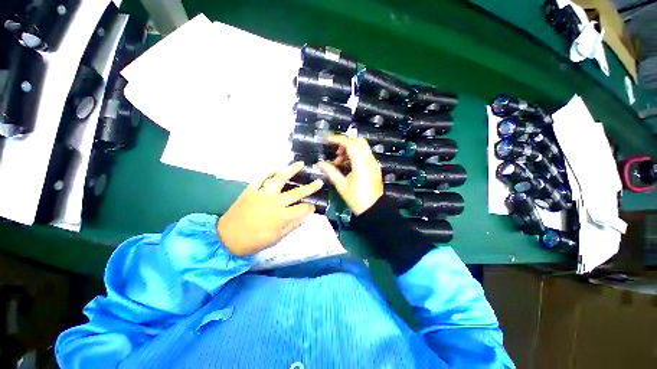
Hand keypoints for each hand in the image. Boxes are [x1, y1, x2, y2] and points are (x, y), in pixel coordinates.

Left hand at [217, 162, 323, 256]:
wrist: (226, 238)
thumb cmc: (254, 241)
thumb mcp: (276, 238)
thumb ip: (292, 226)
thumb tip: (304, 218)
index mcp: (282, 216)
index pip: (302, 209)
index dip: (310, 208)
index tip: (313, 207)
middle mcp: (275, 202)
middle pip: (296, 193)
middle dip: (310, 187)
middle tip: (319, 181)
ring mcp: (262, 194)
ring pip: (280, 179)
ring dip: (291, 171)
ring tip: (300, 164)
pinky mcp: (251, 190)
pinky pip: (261, 178)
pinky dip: (268, 172)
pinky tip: (276, 168)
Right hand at [317, 135, 383, 214]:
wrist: (373, 209)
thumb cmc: (356, 199)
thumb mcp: (341, 185)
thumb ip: (330, 171)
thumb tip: (319, 164)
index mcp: (361, 165)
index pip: (350, 144)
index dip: (337, 139)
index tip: (327, 139)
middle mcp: (370, 161)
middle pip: (358, 142)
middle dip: (345, 144)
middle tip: (337, 153)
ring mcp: (374, 163)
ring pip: (362, 147)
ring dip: (350, 150)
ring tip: (340, 162)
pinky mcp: (375, 167)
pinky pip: (365, 154)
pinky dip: (356, 155)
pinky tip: (348, 165)